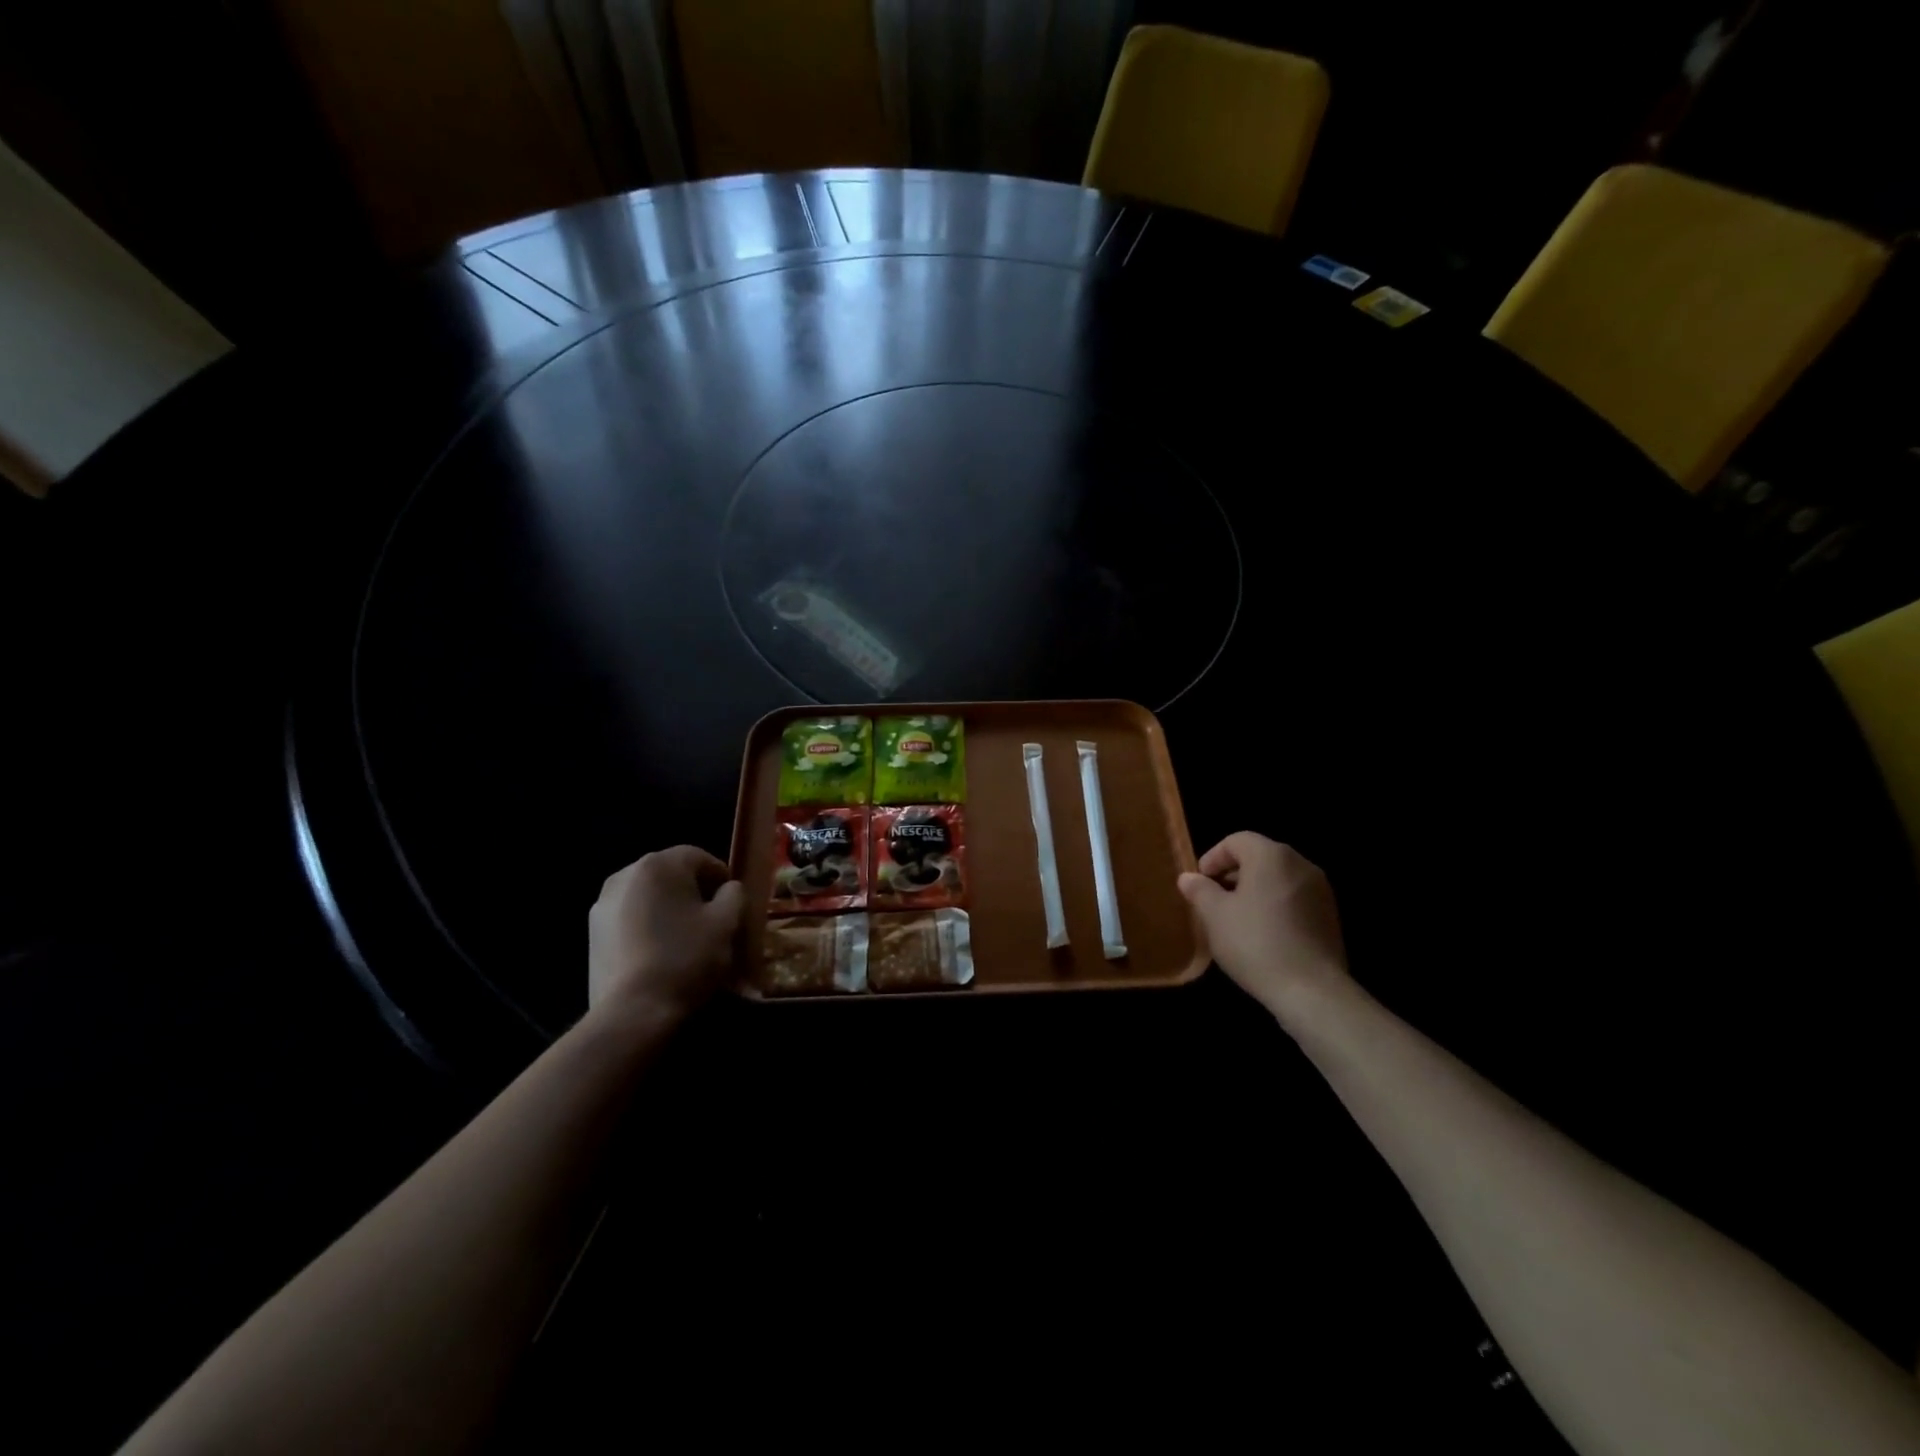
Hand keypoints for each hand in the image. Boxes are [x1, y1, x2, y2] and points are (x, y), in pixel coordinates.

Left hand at [588, 846, 745, 1021]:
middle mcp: (625, 874)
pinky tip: (659, 953)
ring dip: (668, 908)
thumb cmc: (686, 958)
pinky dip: (647, 926)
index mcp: (659, 864)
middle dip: (693, 892)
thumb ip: (734, 894)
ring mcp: (603, 904)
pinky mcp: (592, 933)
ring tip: (684, 938)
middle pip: (670, 874)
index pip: (699, 857)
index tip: (732, 903)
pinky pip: (630, 917)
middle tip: (711, 920)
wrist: (633, 1012)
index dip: (721, 877)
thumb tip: (727, 889)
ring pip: (648, 896)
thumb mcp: (727, 922)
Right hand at [1179, 833, 1350, 1022]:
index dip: (1213, 858)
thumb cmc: (1255, 943)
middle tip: (1214, 901)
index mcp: (1271, 856)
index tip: (1200, 884)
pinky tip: (1263, 935)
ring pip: (1278, 878)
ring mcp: (1320, 890)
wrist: (1312, 991)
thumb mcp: (1215, 916)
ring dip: (1254, 891)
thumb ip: (1200, 890)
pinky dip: (1275, 906)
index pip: (1236, 840)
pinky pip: (1294, 899)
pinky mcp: (1330, 916)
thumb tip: (1188, 877)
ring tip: (1237, 920)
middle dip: (1233, 874)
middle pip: (1259, 856)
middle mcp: (1300, 864)